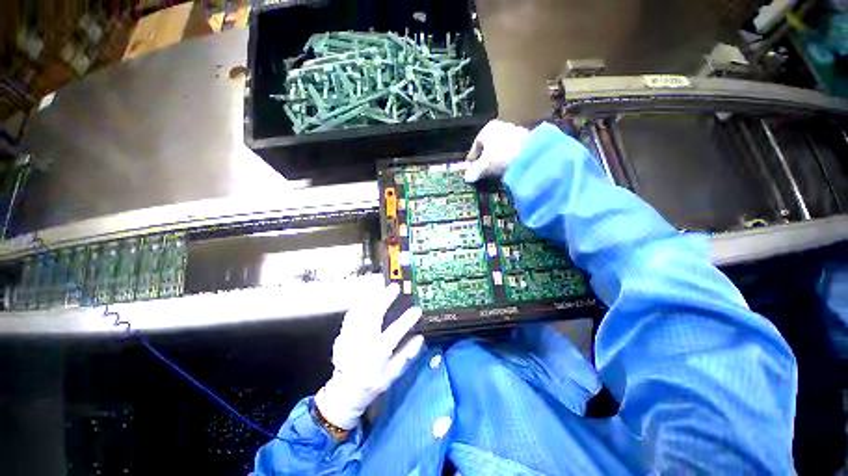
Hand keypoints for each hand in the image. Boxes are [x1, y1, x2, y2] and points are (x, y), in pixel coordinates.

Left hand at [314, 283, 423, 428]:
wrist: (344, 392)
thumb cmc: (371, 383)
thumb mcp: (392, 374)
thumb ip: (406, 355)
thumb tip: (420, 338)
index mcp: (377, 354)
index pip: (395, 332)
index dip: (407, 320)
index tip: (417, 310)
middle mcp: (362, 343)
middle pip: (374, 315)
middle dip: (385, 298)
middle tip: (395, 288)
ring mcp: (350, 337)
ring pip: (361, 311)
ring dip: (373, 297)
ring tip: (383, 288)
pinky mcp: (342, 334)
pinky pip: (351, 314)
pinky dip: (361, 303)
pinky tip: (368, 298)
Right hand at [464, 120, 530, 182]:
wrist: (530, 154)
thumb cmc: (501, 157)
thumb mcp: (484, 166)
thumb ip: (474, 171)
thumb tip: (467, 177)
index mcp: (487, 129)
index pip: (475, 146)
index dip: (473, 159)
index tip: (472, 169)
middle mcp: (500, 125)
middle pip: (488, 145)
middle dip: (485, 158)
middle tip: (483, 170)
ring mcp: (514, 129)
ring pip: (500, 146)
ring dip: (497, 157)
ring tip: (496, 170)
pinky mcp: (526, 137)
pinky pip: (511, 149)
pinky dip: (508, 157)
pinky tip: (509, 166)